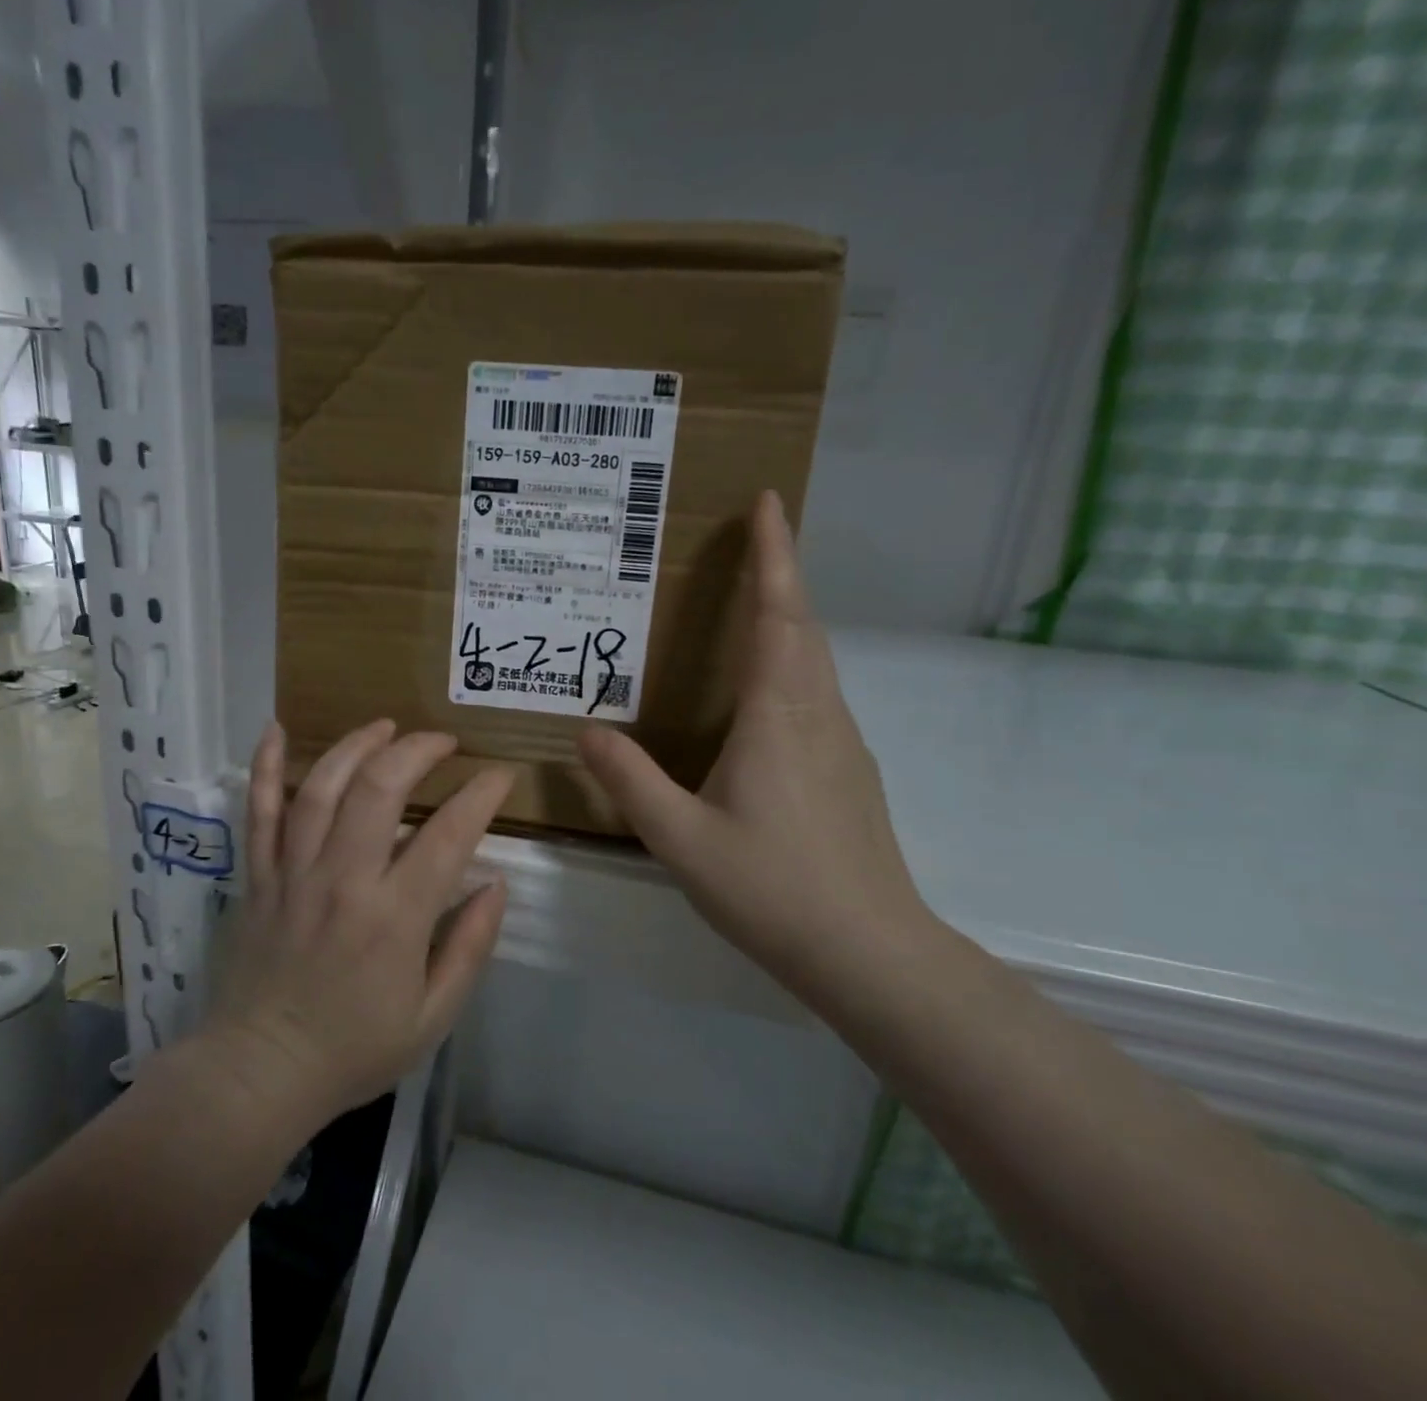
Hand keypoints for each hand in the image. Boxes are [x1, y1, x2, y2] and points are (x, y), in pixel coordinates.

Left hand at [206, 721, 512, 1120]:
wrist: (260, 1072)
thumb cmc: (354, 1049)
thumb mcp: (433, 1017)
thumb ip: (470, 947)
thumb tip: (495, 885)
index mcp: (395, 917)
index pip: (449, 834)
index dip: (482, 794)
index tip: (500, 775)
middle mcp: (344, 881)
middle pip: (380, 789)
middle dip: (417, 751)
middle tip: (442, 742)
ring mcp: (294, 873)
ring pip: (323, 788)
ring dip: (356, 746)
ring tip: (385, 727)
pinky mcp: (259, 876)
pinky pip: (259, 812)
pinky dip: (266, 768)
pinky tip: (276, 730)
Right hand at [577, 491, 927, 987]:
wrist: (869, 953)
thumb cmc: (772, 888)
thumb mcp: (680, 838)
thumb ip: (630, 781)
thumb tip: (585, 731)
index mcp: (778, 716)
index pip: (777, 616)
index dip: (774, 555)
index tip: (769, 502)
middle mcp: (818, 714)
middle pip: (803, 626)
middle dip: (782, 573)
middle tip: (754, 538)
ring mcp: (842, 742)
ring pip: (815, 658)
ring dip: (789, 616)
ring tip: (752, 601)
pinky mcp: (850, 770)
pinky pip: (817, 692)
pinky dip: (792, 661)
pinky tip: (765, 692)